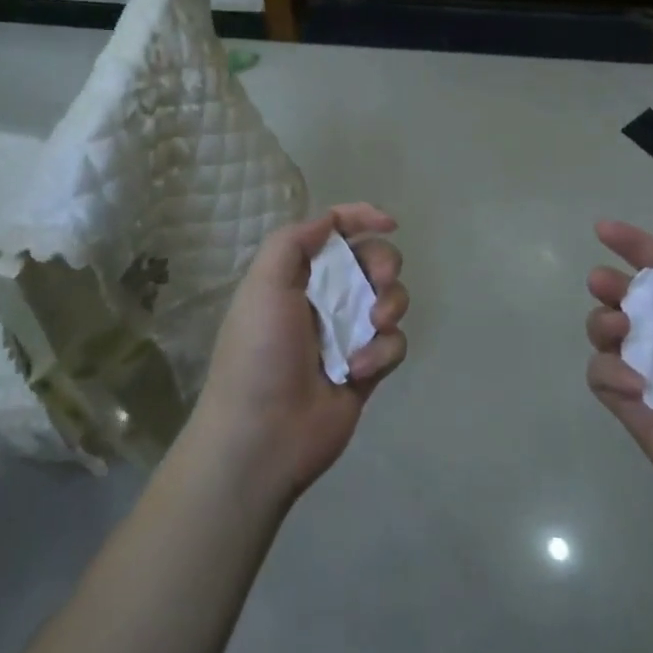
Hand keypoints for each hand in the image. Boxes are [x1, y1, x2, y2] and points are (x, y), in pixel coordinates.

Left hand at [191, 203, 409, 502]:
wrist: (263, 435)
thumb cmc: (259, 352)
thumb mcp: (263, 284)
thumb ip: (293, 241)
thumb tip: (329, 220)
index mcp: (297, 275)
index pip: (334, 232)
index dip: (361, 218)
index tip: (389, 222)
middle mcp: (325, 298)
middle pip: (372, 260)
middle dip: (383, 263)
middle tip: (380, 279)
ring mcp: (349, 334)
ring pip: (390, 299)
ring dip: (389, 305)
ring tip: (373, 325)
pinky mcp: (368, 368)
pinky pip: (394, 343)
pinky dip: (382, 351)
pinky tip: (358, 370)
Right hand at [585, 220, 652, 567]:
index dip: (635, 247)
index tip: (602, 229)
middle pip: (629, 302)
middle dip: (610, 286)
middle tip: (602, 284)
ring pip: (608, 336)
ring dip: (604, 323)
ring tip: (620, 333)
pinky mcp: (638, 416)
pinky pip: (603, 379)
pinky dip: (609, 374)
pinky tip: (635, 387)